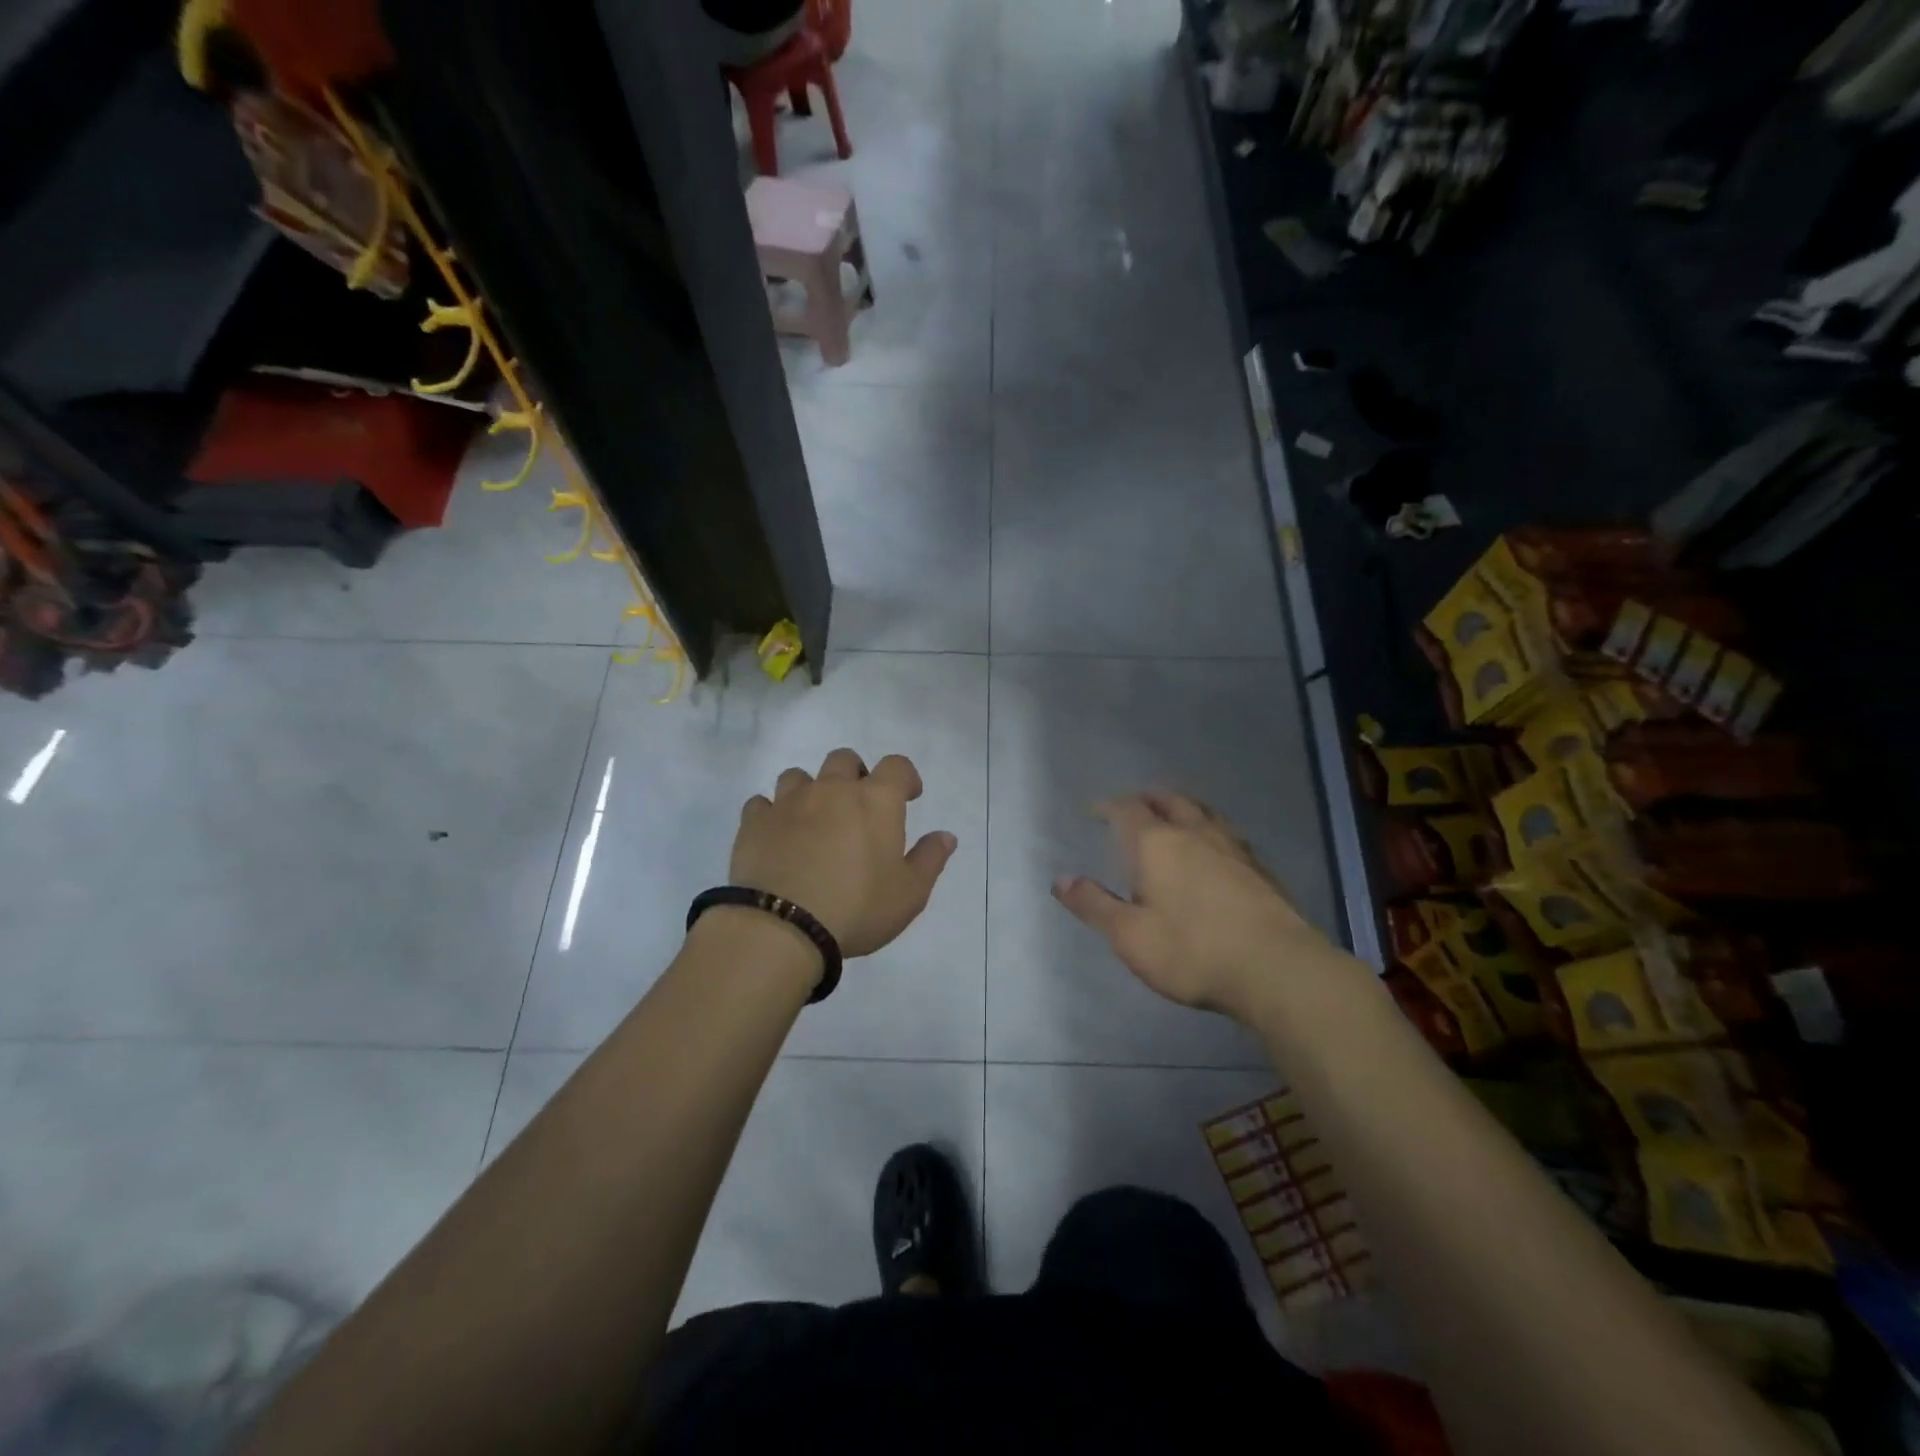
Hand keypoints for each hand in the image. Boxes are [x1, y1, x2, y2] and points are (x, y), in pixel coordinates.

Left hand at [731, 749, 956, 957]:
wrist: (782, 926)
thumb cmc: (857, 908)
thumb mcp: (909, 894)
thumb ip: (930, 859)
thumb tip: (946, 835)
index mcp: (876, 801)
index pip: (897, 766)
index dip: (905, 777)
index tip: (909, 796)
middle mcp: (832, 790)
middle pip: (844, 759)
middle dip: (855, 774)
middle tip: (858, 807)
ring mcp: (789, 802)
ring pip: (798, 776)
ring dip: (810, 790)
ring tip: (813, 820)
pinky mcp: (754, 822)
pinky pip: (761, 803)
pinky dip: (772, 813)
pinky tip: (777, 836)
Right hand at [1052, 791, 1341, 1022]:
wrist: (1278, 969)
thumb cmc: (1192, 951)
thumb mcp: (1130, 936)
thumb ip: (1094, 905)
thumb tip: (1059, 880)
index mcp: (1157, 843)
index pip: (1127, 809)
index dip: (1108, 806)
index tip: (1094, 810)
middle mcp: (1195, 833)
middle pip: (1170, 800)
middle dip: (1148, 799)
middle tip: (1134, 806)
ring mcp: (1233, 848)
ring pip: (1203, 812)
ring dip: (1183, 808)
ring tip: (1174, 818)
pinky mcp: (1260, 868)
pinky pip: (1227, 834)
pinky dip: (1210, 831)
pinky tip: (1214, 851)